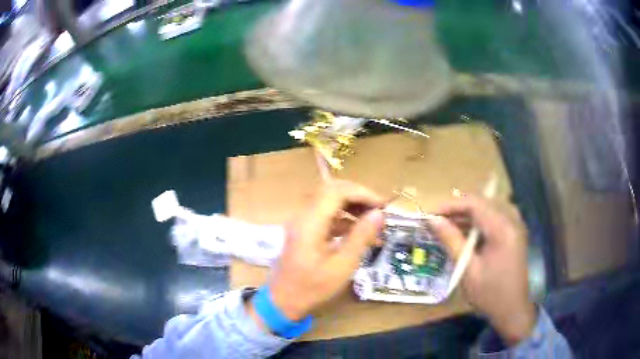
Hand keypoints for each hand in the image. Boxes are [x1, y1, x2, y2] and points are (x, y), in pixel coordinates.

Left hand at [252, 180, 384, 321]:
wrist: (283, 301)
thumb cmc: (313, 287)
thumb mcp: (342, 265)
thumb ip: (361, 236)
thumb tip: (378, 214)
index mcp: (311, 222)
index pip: (337, 191)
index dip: (362, 193)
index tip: (382, 205)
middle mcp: (303, 216)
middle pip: (331, 191)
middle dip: (358, 196)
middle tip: (378, 210)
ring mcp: (302, 223)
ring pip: (328, 202)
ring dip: (351, 207)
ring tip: (372, 221)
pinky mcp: (303, 231)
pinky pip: (325, 216)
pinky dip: (343, 219)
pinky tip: (358, 233)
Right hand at [428, 196, 536, 344]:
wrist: (513, 310)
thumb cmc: (490, 294)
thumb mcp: (468, 270)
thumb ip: (452, 241)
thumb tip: (433, 221)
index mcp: (503, 229)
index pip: (475, 203)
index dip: (450, 205)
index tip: (430, 215)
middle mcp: (512, 220)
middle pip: (482, 202)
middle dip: (458, 208)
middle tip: (437, 221)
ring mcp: (515, 225)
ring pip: (488, 207)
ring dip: (468, 214)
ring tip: (448, 226)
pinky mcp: (514, 232)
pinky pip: (495, 216)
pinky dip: (479, 221)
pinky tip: (466, 232)